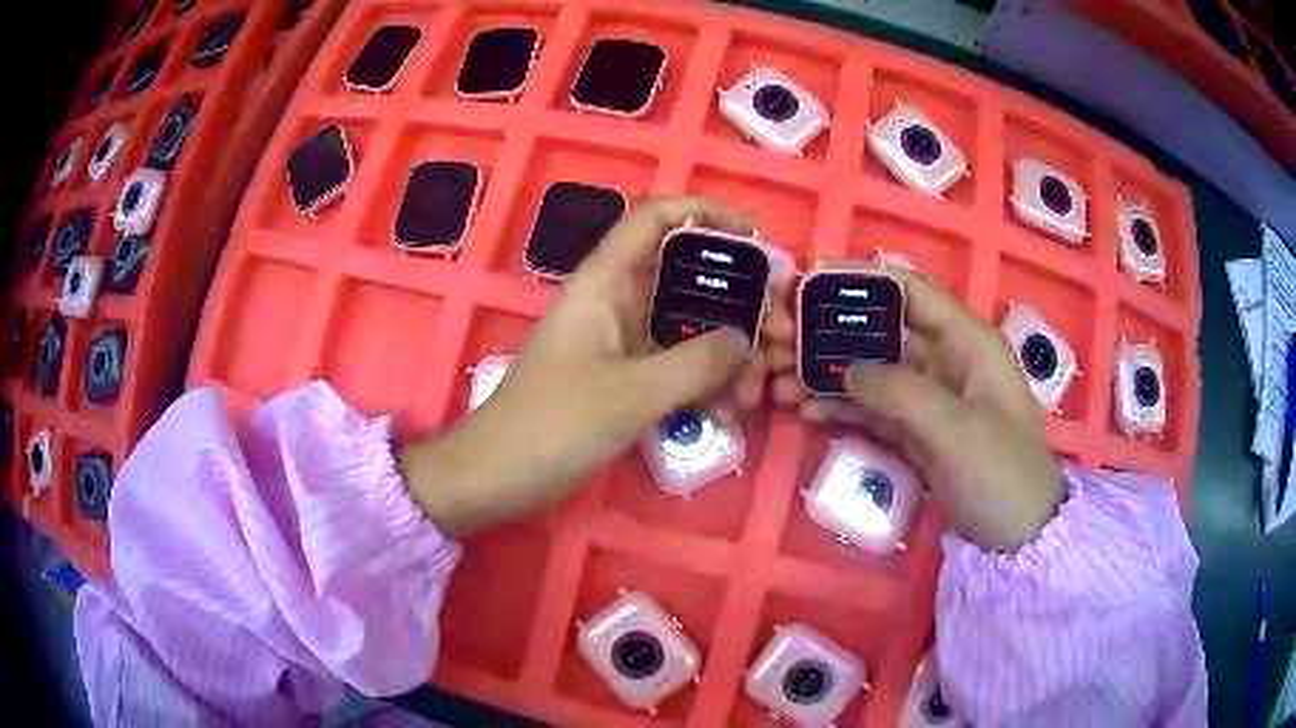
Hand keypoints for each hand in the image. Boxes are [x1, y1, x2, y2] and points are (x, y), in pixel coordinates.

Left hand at [399, 197, 794, 534]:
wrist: (497, 477)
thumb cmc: (553, 425)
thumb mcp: (633, 393)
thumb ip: (697, 362)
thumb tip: (744, 340)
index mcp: (605, 282)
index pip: (656, 218)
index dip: (706, 213)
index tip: (755, 237)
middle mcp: (615, 301)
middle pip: (686, 276)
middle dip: (739, 300)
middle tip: (780, 333)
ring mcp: (619, 342)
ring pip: (687, 326)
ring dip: (728, 352)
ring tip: (760, 388)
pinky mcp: (622, 378)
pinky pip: (674, 365)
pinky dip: (705, 382)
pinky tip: (730, 412)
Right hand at [776, 268, 1063, 551]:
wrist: (1017, 537)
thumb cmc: (1000, 475)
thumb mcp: (955, 431)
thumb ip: (900, 393)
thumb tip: (845, 369)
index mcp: (968, 341)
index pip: (911, 291)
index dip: (861, 282)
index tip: (808, 285)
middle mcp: (947, 360)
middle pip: (882, 331)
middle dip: (831, 335)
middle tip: (779, 344)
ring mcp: (930, 397)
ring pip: (872, 371)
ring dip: (828, 375)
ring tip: (779, 383)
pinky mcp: (917, 431)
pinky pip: (873, 408)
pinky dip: (841, 408)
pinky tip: (805, 412)